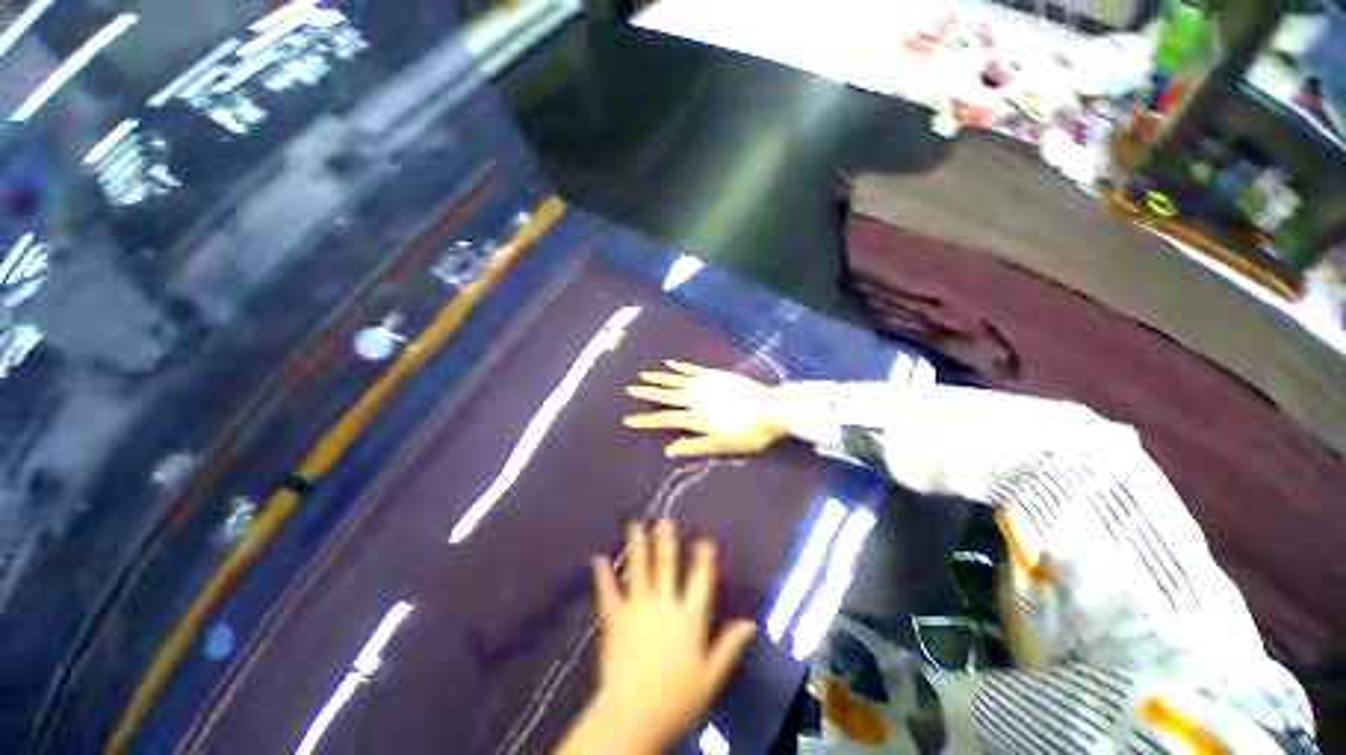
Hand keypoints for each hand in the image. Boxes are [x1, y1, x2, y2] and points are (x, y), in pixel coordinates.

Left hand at [559, 522, 756, 754]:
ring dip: (637, 546)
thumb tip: (750, 622)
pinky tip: (598, 557)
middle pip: (666, 565)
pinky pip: (608, 592)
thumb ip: (729, 647)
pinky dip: (603, 574)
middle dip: (666, 541)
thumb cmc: (676, 701)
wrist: (632, 718)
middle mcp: (664, 604)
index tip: (704, 537)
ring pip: (638, 570)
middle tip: (664, 519)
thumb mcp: (711, 678)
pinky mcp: (615, 619)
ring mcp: (637, 609)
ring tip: (635, 524)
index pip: (700, 579)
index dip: (703, 556)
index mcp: (689, 618)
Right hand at [624, 360, 787, 458]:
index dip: (646, 421)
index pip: (665, 419)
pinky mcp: (716, 374)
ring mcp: (705, 384)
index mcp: (697, 418)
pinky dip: (681, 366)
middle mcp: (696, 398)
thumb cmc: (749, 433)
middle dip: (647, 393)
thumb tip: (668, 451)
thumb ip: (694, 447)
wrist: (772, 409)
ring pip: (676, 380)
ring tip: (643, 375)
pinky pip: (693, 369)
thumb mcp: (722, 446)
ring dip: (659, 377)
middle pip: (667, 395)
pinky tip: (671, 363)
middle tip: (630, 389)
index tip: (628, 420)